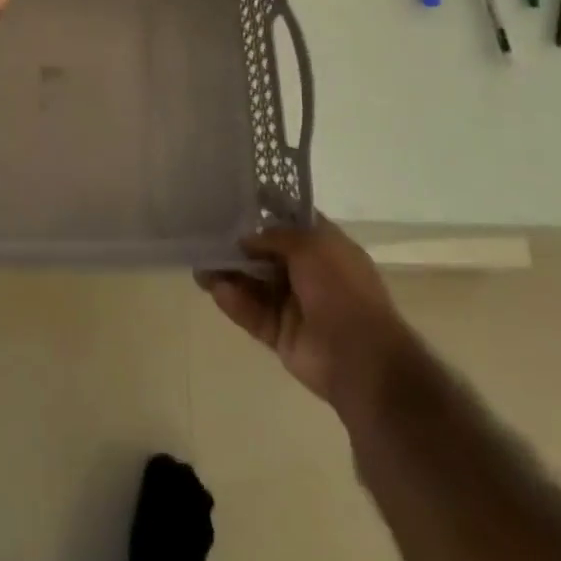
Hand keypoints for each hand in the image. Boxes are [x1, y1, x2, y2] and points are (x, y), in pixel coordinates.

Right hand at [199, 221, 416, 421]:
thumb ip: (275, 236)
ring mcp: (295, 305)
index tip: (235, 204)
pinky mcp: (282, 334)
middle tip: (206, 239)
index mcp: (325, 248)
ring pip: (256, 286)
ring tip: (200, 268)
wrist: (360, 356)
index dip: (266, 213)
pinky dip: (236, 303)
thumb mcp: (311, 245)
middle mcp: (310, 273)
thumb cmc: (341, 288)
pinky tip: (216, 290)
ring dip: (230, 276)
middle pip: (267, 255)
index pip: (292, 224)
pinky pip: (254, 314)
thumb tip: (247, 239)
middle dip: (239, 248)